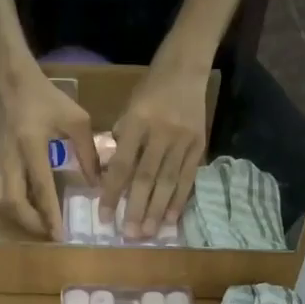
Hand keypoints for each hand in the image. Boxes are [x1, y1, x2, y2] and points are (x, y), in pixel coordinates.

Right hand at [0, 64, 98, 239]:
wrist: (15, 86)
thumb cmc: (49, 101)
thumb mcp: (77, 120)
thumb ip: (88, 152)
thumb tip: (96, 185)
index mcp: (32, 144)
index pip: (40, 187)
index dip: (49, 214)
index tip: (59, 235)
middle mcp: (11, 157)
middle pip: (11, 201)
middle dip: (30, 223)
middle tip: (49, 233)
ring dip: (15, 218)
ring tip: (37, 224)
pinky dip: (7, 209)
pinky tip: (24, 211)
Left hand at [103, 62, 207, 239]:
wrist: (186, 68)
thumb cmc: (150, 89)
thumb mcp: (128, 108)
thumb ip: (122, 140)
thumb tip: (114, 175)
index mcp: (138, 121)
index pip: (123, 164)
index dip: (113, 192)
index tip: (105, 216)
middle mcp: (162, 132)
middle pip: (147, 177)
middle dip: (137, 209)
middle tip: (129, 235)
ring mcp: (183, 140)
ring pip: (168, 181)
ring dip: (158, 210)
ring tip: (149, 233)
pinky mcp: (199, 145)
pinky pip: (188, 177)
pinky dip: (179, 199)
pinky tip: (171, 219)